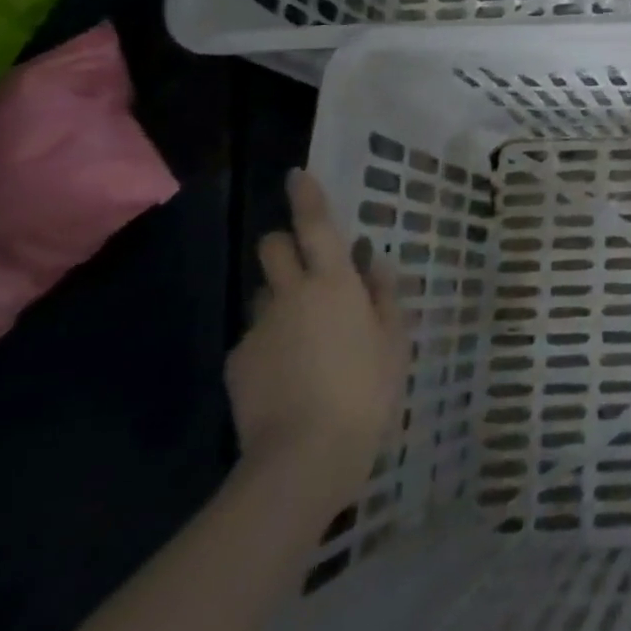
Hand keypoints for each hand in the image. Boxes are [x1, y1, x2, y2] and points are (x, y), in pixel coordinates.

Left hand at [227, 169, 408, 517]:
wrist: (305, 455)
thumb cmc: (367, 388)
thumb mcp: (394, 339)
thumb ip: (384, 295)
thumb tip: (375, 262)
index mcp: (334, 283)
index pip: (315, 226)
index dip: (307, 197)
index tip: (296, 175)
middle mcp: (290, 295)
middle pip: (272, 248)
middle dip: (284, 245)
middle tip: (310, 268)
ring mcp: (258, 330)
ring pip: (264, 296)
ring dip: (282, 300)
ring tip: (306, 338)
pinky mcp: (236, 364)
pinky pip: (255, 338)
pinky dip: (271, 344)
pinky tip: (291, 375)